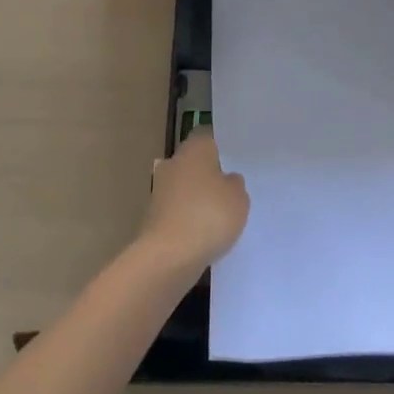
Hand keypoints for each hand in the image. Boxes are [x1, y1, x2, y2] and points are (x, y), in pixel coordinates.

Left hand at [139, 129, 249, 274]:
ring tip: (221, 215)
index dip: (222, 148)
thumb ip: (235, 184)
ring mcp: (161, 189)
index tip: (236, 162)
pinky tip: (204, 233)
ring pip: (185, 186)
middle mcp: (174, 161)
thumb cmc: (208, 215)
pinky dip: (188, 218)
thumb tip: (227, 180)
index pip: (209, 137)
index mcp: (195, 148)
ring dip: (198, 198)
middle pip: (195, 162)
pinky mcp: (154, 216)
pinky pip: (178, 210)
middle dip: (209, 174)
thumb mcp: (239, 198)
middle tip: (231, 189)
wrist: (168, 256)